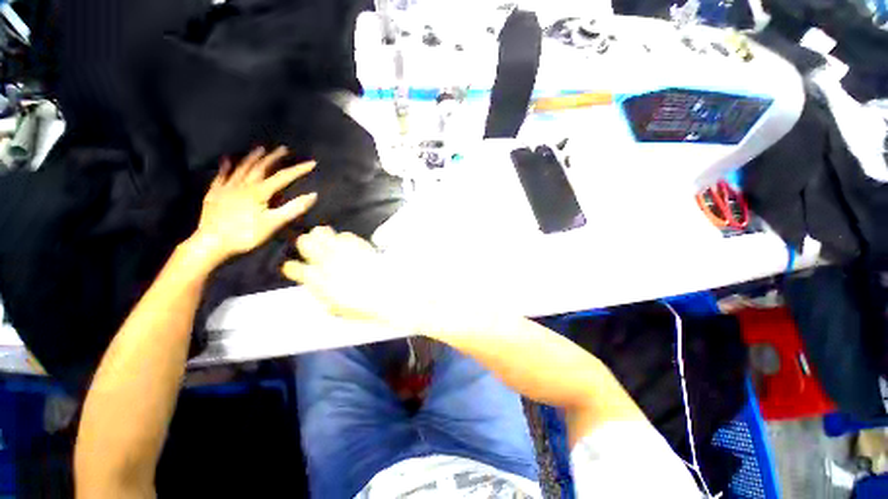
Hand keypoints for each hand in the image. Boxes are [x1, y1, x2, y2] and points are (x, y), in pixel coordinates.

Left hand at [190, 146, 316, 264]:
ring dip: (252, 158)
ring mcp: (227, 188)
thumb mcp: (274, 224)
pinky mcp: (214, 194)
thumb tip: (313, 195)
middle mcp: (243, 185)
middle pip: (261, 167)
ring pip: (241, 168)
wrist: (212, 243)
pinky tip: (226, 160)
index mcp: (259, 192)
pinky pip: (221, 177)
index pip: (283, 177)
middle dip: (274, 158)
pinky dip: (225, 167)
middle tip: (283, 149)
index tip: (312, 163)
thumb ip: (293, 208)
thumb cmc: (246, 235)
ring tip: (260, 149)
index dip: (298, 169)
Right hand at [282, 227, 412, 327]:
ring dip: (322, 236)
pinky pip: (346, 236)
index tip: (294, 268)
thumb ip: (324, 296)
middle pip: (304, 242)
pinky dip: (344, 239)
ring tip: (324, 238)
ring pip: (322, 233)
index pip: (293, 268)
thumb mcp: (338, 308)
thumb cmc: (364, 306)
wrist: (389, 296)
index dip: (292, 268)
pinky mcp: (359, 246)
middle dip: (305, 244)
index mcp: (318, 281)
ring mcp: (343, 252)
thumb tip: (318, 289)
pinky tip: (346, 244)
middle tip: (309, 246)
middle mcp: (327, 263)